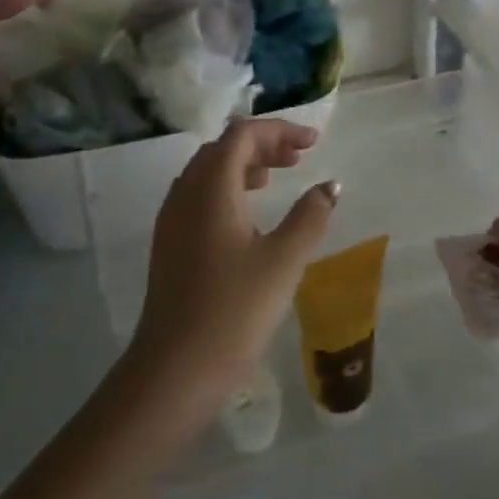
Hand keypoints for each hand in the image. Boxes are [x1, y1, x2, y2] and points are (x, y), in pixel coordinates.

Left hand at [126, 119, 338, 422]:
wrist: (176, 368)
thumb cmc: (235, 309)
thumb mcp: (284, 260)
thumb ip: (311, 216)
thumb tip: (329, 187)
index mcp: (211, 188)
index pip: (242, 135)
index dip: (280, 131)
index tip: (314, 142)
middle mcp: (184, 194)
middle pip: (222, 149)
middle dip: (262, 145)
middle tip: (298, 157)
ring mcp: (171, 220)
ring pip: (207, 172)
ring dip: (243, 166)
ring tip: (276, 178)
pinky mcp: (170, 245)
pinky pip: (198, 197)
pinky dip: (227, 190)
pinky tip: (249, 217)